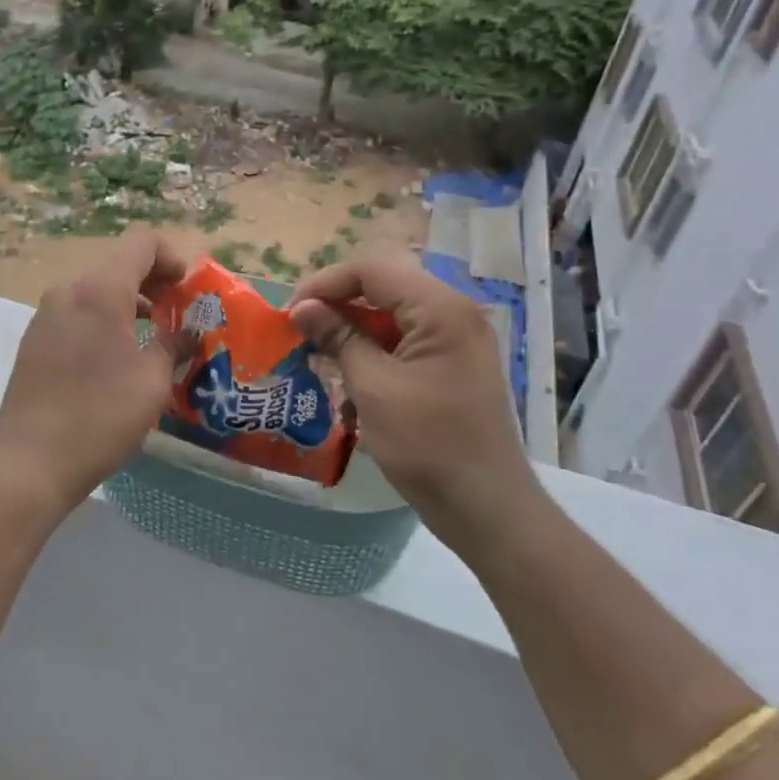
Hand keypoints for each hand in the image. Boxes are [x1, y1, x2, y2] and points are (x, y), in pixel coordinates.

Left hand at [0, 230, 188, 517]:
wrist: (30, 462)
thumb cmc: (101, 415)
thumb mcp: (152, 380)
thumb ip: (173, 344)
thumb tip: (187, 333)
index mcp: (100, 290)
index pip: (142, 242)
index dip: (172, 257)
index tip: (187, 292)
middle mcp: (68, 291)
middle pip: (118, 266)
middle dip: (152, 285)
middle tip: (176, 319)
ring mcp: (45, 315)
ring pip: (95, 293)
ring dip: (127, 306)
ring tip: (149, 343)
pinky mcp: (33, 341)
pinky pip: (76, 316)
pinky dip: (101, 323)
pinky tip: (113, 363)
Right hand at [290, 250, 535, 537]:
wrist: (486, 509)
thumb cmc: (428, 445)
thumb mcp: (373, 388)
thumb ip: (338, 338)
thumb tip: (302, 308)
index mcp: (441, 309)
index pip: (373, 270)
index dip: (326, 284)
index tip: (291, 313)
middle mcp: (454, 314)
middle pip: (383, 288)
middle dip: (338, 305)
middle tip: (301, 331)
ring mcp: (456, 341)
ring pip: (391, 317)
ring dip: (352, 331)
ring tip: (317, 356)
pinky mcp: (452, 367)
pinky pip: (404, 343)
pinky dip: (373, 353)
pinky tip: (348, 381)